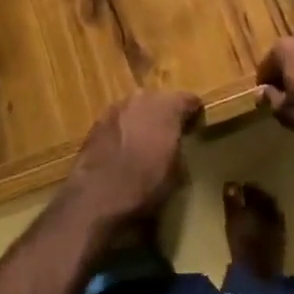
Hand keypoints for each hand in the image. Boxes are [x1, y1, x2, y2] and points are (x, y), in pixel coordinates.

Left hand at [61, 90, 201, 226]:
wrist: (98, 195)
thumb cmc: (146, 185)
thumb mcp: (177, 171)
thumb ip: (179, 147)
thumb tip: (176, 142)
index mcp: (167, 107)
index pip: (188, 99)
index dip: (193, 111)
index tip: (196, 122)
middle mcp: (142, 98)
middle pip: (160, 99)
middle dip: (166, 112)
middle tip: (170, 131)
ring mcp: (117, 107)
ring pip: (136, 107)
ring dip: (142, 118)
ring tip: (145, 139)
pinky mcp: (97, 120)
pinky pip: (118, 119)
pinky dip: (124, 128)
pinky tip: (123, 146)